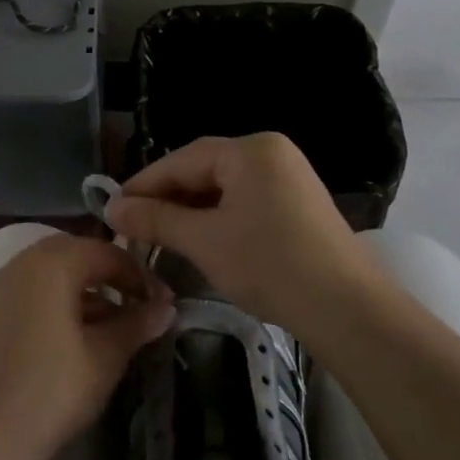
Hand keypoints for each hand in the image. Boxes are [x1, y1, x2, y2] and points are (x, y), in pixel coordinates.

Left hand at [0, 234, 174, 459]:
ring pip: (46, 275)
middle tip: (133, 307)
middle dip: (107, 276)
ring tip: (105, 327)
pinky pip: (24, 293)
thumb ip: (136, 325)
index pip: (105, 252)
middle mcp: (18, 263)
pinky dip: (50, 303)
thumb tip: (166, 307)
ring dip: (79, 291)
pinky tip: (66, 339)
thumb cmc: (49, 393)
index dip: (139, 276)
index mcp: (50, 264)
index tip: (161, 304)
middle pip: (73, 255)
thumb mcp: (104, 359)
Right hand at [107, 133, 383, 335]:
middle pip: (204, 169)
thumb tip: (112, 208)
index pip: (182, 159)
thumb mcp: (204, 240)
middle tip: (132, 224)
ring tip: (159, 234)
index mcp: (250, 150)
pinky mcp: (298, 204)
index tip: (112, 208)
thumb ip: (156, 219)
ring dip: (190, 209)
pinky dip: (217, 217)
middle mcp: (271, 153)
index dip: (144, 184)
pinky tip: (199, 238)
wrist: (347, 308)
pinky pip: (245, 200)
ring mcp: (289, 177)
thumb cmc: (269, 264)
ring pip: (224, 187)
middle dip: (167, 197)